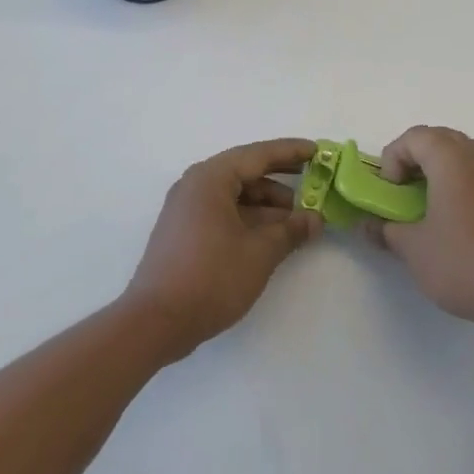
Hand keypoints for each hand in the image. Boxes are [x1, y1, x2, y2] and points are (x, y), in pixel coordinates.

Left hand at [122, 138, 319, 360]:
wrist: (155, 322)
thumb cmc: (210, 278)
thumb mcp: (259, 253)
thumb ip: (290, 231)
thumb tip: (315, 219)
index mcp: (211, 178)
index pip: (258, 155)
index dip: (291, 152)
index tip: (318, 151)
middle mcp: (196, 185)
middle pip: (245, 172)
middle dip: (281, 181)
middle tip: (315, 186)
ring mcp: (187, 209)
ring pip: (235, 195)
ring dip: (267, 205)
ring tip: (298, 222)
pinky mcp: (184, 232)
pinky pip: (223, 212)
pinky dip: (249, 219)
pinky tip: (272, 237)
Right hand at [367, 126, 473, 336]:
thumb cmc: (465, 264)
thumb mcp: (414, 250)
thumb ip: (386, 230)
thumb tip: (370, 226)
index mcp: (452, 161)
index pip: (414, 137)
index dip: (393, 159)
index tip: (391, 193)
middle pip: (441, 139)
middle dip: (416, 159)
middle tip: (405, 193)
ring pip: (466, 155)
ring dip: (442, 171)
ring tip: (432, 207)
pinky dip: (466, 186)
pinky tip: (464, 225)